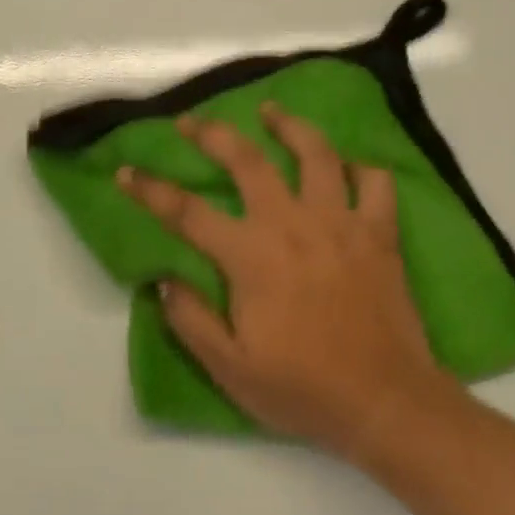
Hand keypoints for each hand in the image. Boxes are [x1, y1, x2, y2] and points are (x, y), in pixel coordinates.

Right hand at [119, 105, 462, 460]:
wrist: (387, 404)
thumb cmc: (304, 389)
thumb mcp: (231, 369)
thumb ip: (191, 320)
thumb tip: (163, 279)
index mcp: (251, 255)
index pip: (187, 212)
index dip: (151, 189)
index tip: (127, 172)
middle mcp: (291, 223)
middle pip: (246, 159)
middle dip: (212, 133)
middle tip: (191, 121)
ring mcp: (339, 222)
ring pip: (315, 153)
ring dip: (289, 125)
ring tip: (270, 111)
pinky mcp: (379, 232)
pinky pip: (374, 182)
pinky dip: (360, 168)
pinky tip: (346, 167)